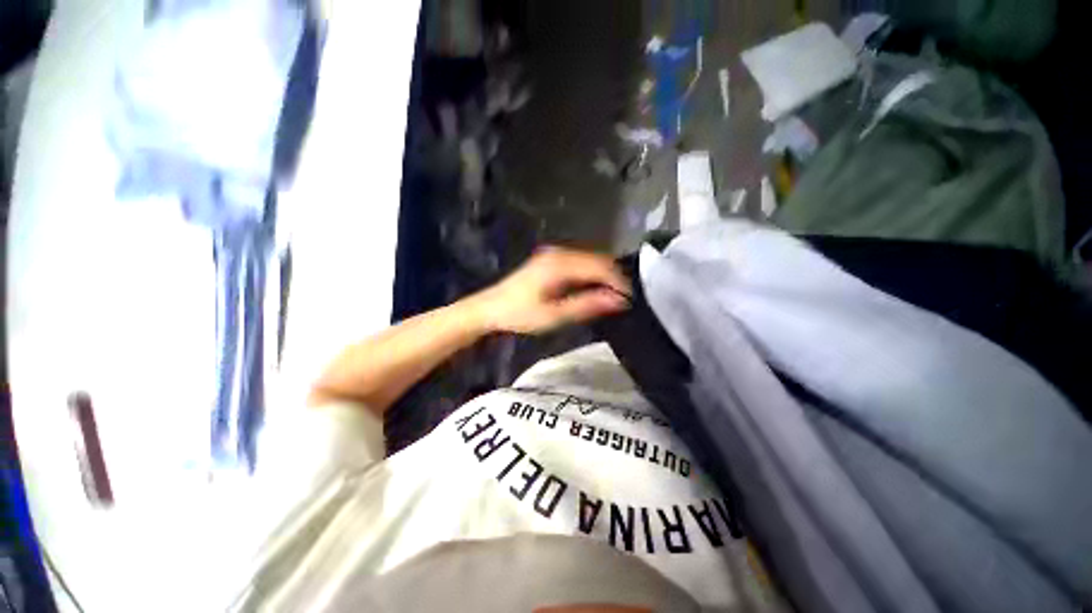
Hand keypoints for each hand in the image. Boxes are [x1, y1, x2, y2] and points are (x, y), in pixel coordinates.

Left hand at [471, 246, 631, 334]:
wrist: (489, 308)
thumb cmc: (520, 314)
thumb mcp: (554, 315)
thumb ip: (587, 305)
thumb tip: (618, 300)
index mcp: (560, 264)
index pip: (601, 266)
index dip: (618, 282)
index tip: (629, 301)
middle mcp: (560, 253)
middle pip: (598, 260)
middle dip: (613, 279)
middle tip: (622, 301)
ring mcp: (554, 254)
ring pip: (590, 260)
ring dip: (603, 277)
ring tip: (611, 298)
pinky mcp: (551, 259)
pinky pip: (580, 263)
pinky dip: (591, 275)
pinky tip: (593, 289)